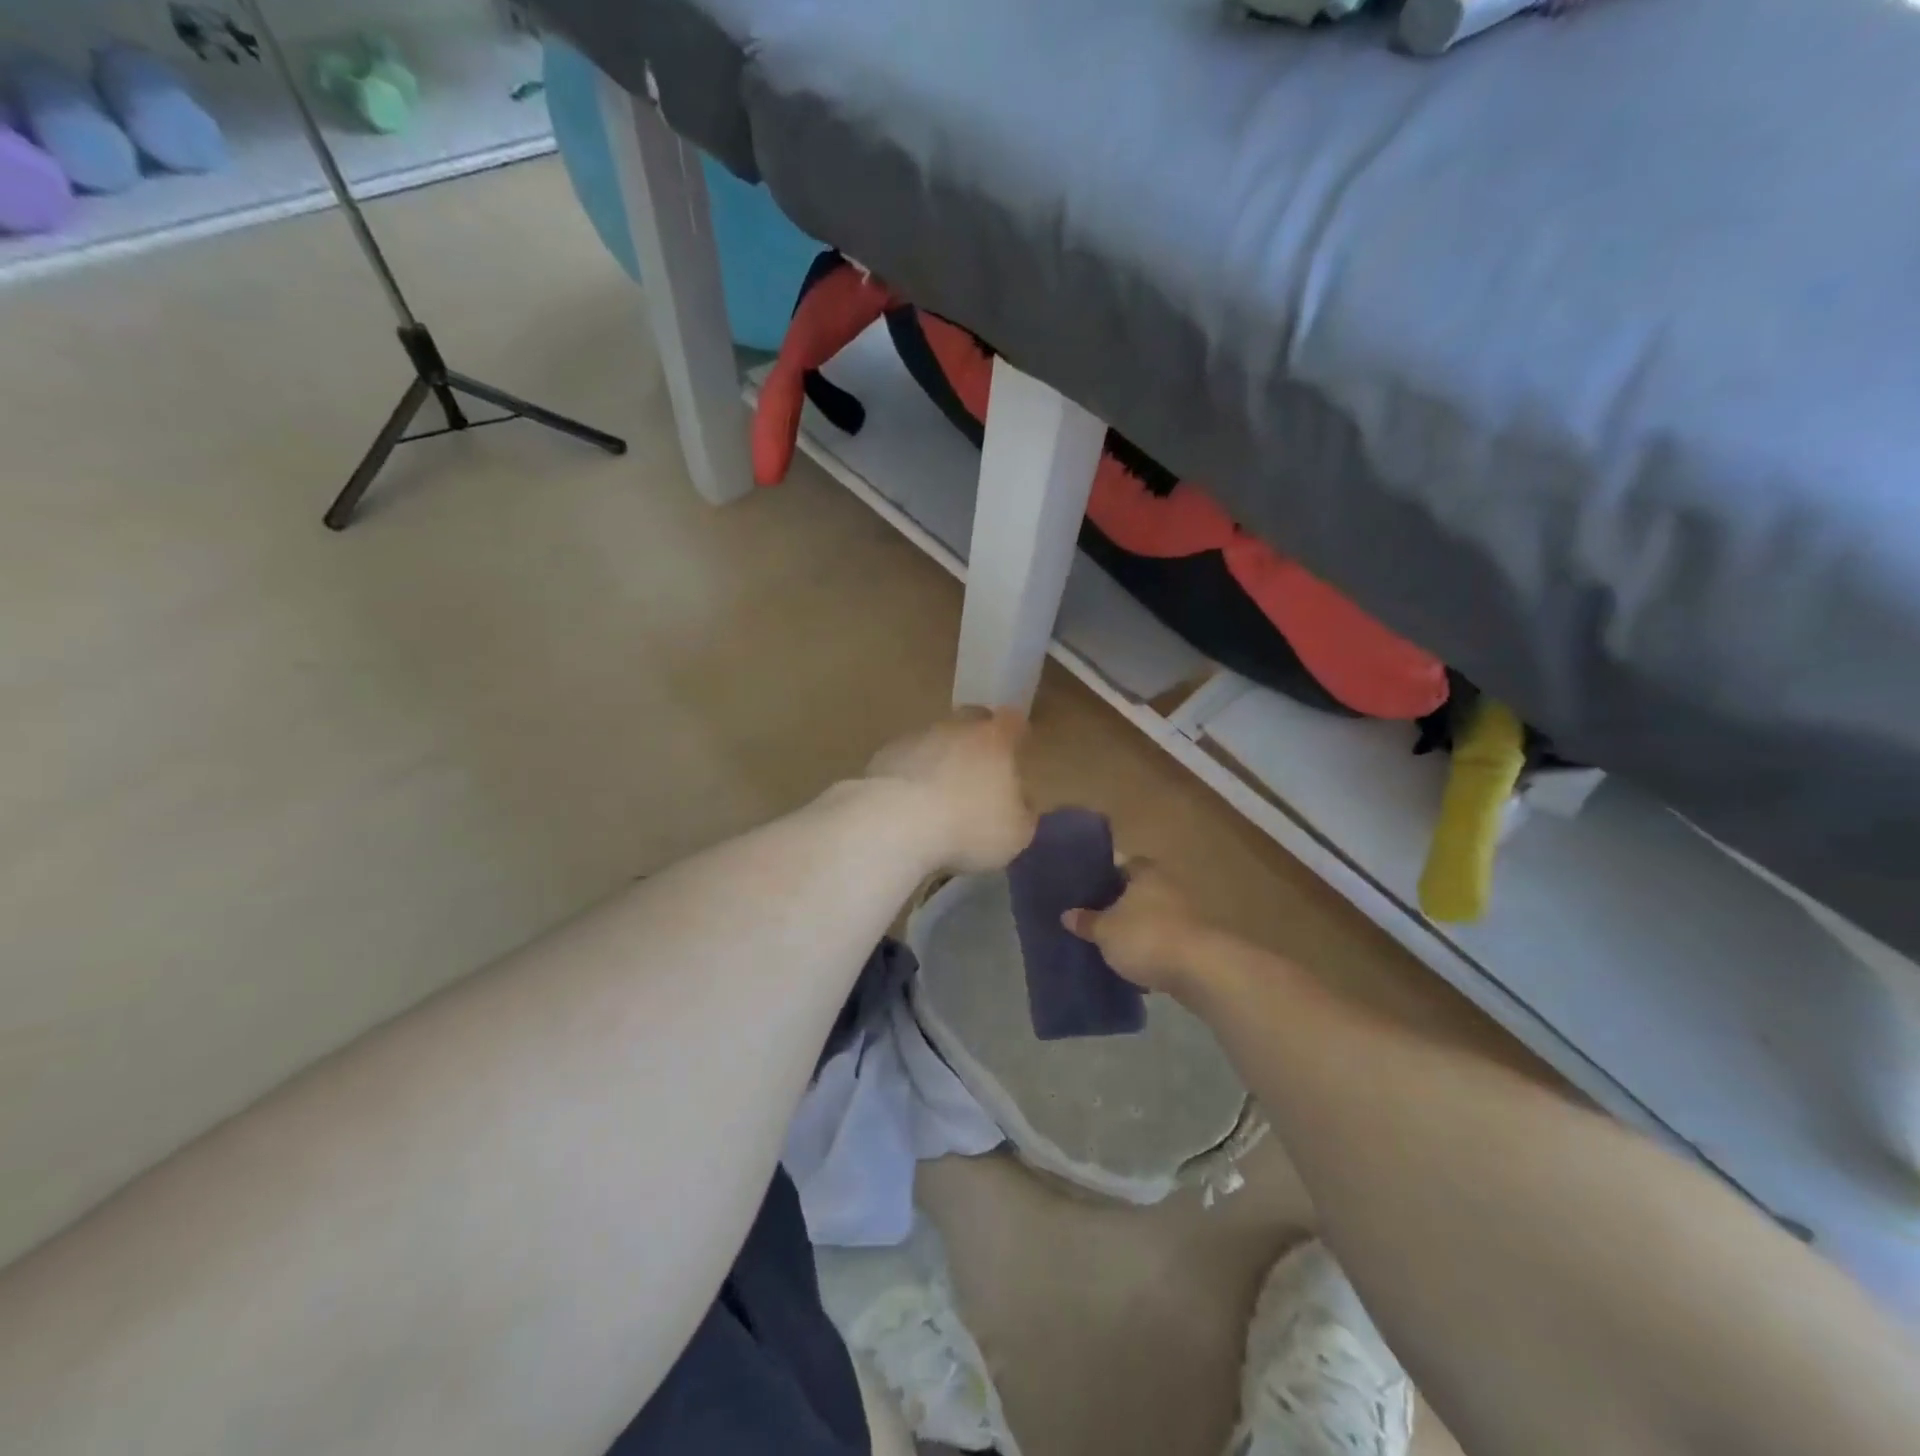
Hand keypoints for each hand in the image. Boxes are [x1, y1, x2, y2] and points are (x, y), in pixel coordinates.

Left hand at [864, 710, 1035, 872]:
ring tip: (938, 795)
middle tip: (979, 769)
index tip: (1018, 747)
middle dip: (976, 739)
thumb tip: (1019, 804)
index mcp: (994, 740)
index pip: (1012, 722)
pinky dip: (910, 777)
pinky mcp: (882, 757)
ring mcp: (915, 738)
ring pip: (934, 740)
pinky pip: (905, 762)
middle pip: (970, 721)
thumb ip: (1023, 814)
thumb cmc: (968, 827)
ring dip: (939, 760)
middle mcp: (955, 729)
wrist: (896, 824)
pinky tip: (909, 805)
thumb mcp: (1015, 835)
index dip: (1016, 733)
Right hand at [1062, 859, 1210, 996]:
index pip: (1119, 864)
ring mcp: (1185, 914)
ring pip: (1150, 917)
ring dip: (1134, 929)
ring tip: (1108, 943)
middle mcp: (1167, 886)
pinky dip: (1150, 951)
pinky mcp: (1193, 942)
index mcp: (1145, 872)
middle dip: (1116, 904)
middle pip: (1135, 891)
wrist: (1200, 970)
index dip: (1101, 875)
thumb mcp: (1105, 931)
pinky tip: (1132, 966)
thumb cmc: (1146, 937)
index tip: (1082, 889)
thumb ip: (1086, 921)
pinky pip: (1163, 941)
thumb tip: (1067, 914)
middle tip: (1090, 918)